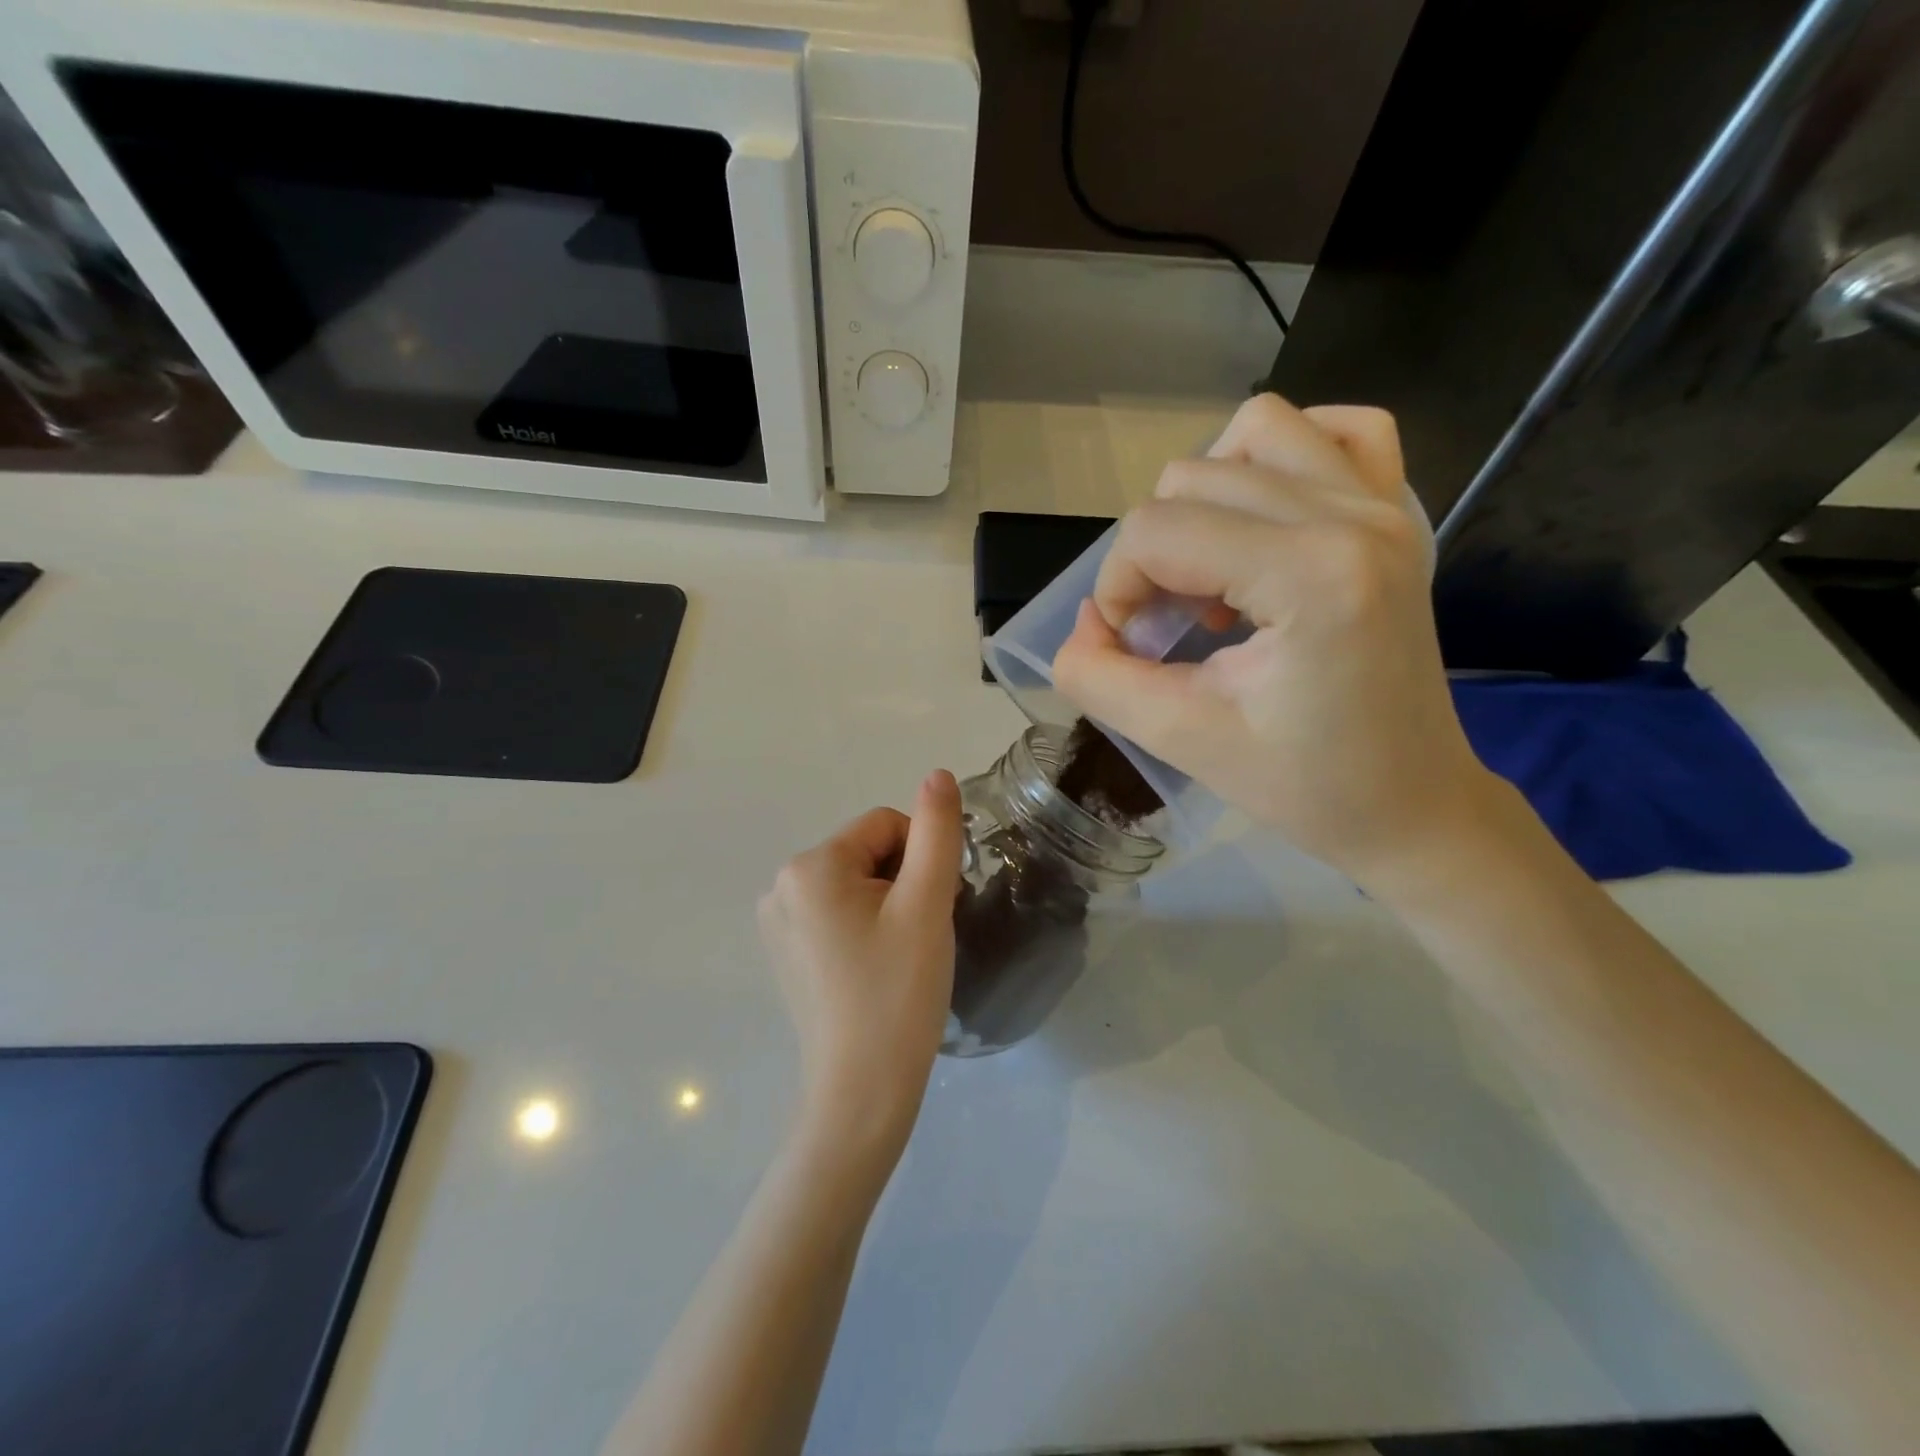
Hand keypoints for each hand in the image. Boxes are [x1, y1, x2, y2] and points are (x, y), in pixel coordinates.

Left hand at [758, 771, 964, 1164]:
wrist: (862, 1091)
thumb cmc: (898, 993)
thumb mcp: (926, 903)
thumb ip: (936, 831)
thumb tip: (936, 774)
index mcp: (810, 866)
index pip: (885, 825)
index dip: (921, 859)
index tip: (930, 909)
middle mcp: (781, 885)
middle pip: (867, 852)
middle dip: (901, 882)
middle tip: (917, 937)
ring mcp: (777, 921)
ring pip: (854, 882)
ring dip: (887, 904)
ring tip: (898, 956)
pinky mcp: (784, 951)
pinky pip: (835, 912)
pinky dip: (864, 926)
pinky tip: (874, 968)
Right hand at [1053, 393, 1498, 890]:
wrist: (1412, 805)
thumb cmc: (1303, 785)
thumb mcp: (1179, 739)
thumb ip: (1098, 677)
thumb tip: (1085, 621)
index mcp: (1309, 575)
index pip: (1157, 531)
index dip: (1118, 587)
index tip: (1132, 648)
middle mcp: (1352, 516)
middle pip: (1191, 479)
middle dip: (1153, 554)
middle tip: (1173, 627)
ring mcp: (1383, 505)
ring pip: (1256, 431)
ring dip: (1206, 497)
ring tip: (1215, 570)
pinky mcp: (1397, 512)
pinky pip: (1337, 430)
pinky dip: (1284, 457)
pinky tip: (1265, 515)